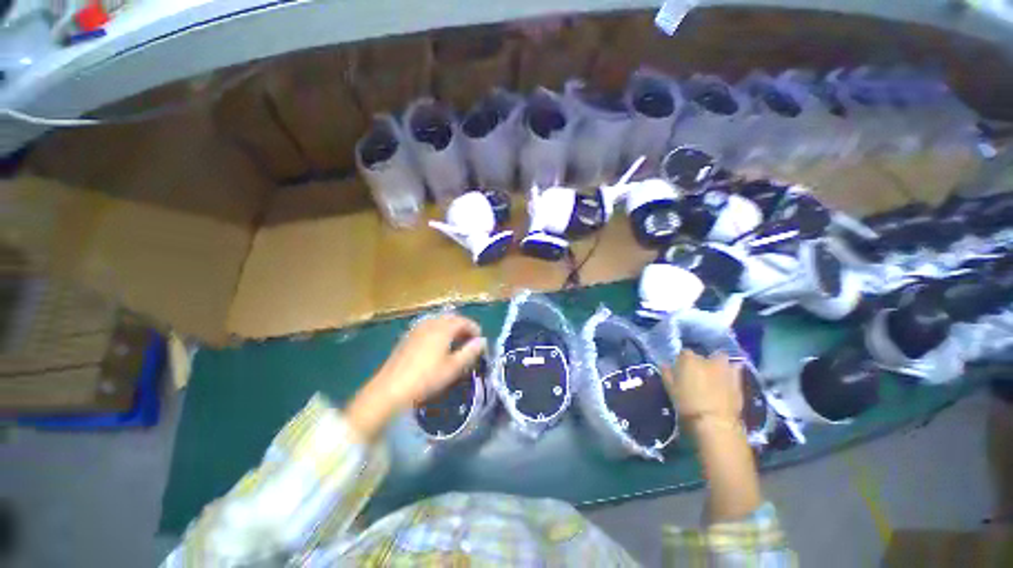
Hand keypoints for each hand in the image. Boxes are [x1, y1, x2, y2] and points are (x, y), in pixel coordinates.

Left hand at [347, 314, 485, 440]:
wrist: (390, 389)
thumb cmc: (426, 378)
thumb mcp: (453, 367)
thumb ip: (470, 352)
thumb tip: (482, 341)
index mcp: (443, 328)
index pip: (463, 321)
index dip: (474, 328)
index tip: (479, 340)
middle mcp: (430, 324)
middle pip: (451, 318)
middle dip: (462, 327)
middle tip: (469, 341)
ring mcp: (417, 329)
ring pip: (439, 322)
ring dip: (450, 329)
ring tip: (455, 343)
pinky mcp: (408, 337)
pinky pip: (428, 327)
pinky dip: (438, 331)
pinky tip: (438, 346)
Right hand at [662, 350, 743, 424]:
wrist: (714, 421)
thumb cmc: (686, 402)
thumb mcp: (669, 388)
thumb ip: (667, 373)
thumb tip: (665, 364)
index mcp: (688, 358)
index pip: (683, 353)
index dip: (682, 361)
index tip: (680, 371)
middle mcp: (706, 359)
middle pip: (701, 356)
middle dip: (700, 363)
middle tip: (697, 374)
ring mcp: (724, 367)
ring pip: (720, 359)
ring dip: (717, 364)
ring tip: (714, 375)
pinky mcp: (738, 379)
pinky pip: (735, 369)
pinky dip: (731, 372)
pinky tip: (727, 379)